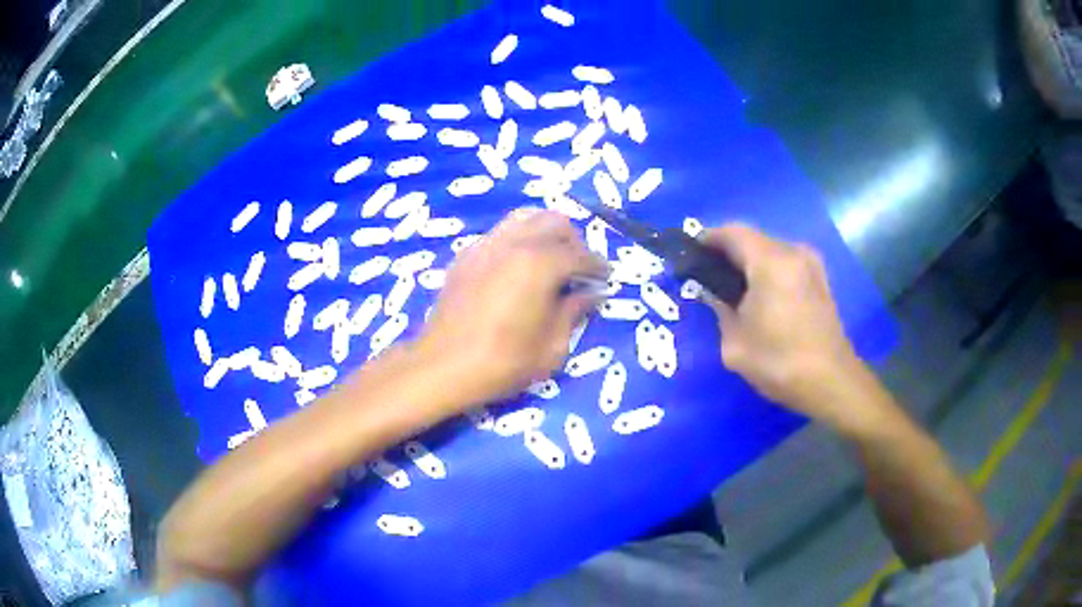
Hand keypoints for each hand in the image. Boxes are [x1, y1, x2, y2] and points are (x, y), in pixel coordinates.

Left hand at [415, 208, 607, 406]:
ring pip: (525, 218)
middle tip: (580, 268)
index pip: (579, 254)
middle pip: (554, 222)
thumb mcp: (551, 347)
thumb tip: (591, 294)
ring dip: (545, 233)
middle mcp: (513, 243)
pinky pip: (501, 233)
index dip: (597, 266)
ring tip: (551, 259)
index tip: (606, 277)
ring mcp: (486, 245)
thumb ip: (574, 313)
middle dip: (574, 241)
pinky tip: (519, 266)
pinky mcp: (467, 255)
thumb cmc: (502, 363)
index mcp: (539, 264)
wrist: (442, 366)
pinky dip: (519, 239)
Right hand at [700, 224, 863, 423]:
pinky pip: (786, 263)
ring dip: (750, 261)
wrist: (830, 382)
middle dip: (729, 252)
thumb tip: (715, 296)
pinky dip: (768, 270)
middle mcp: (793, 253)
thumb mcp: (735, 343)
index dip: (708, 238)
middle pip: (753, 238)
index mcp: (771, 262)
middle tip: (709, 275)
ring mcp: (811, 264)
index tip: (691, 254)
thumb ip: (720, 310)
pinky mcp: (820, 279)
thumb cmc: (780, 363)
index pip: (732, 233)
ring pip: (771, 250)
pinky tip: (761, 296)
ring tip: (733, 287)